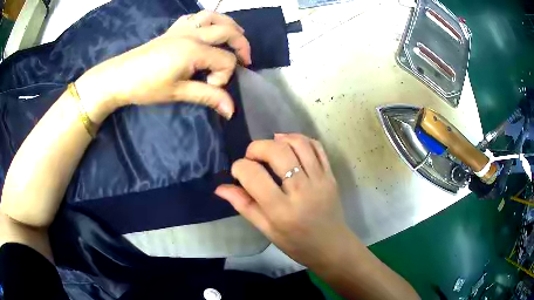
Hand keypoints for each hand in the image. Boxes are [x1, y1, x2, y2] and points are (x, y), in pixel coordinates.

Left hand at [75, 10, 250, 122]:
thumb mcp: (177, 93)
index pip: (225, 59)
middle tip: (244, 60)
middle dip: (241, 45)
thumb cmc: (146, 86)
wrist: (119, 76)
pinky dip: (208, 20)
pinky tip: (207, 29)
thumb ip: (207, 97)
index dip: (225, 76)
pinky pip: (196, 17)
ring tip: (234, 37)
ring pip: (214, 16)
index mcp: (194, 50)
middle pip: (228, 31)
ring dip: (229, 25)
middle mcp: (193, 34)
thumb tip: (231, 110)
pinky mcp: (173, 29)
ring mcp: (182, 28)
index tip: (210, 88)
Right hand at [215, 133, 352, 268]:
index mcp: (281, 210)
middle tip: (252, 157)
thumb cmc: (296, 243)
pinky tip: (290, 144)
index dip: (239, 167)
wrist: (331, 246)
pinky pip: (317, 147)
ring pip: (299, 144)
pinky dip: (301, 139)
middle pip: (277, 152)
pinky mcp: (331, 175)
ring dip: (279, 139)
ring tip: (270, 146)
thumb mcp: (266, 230)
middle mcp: (301, 191)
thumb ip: (244, 206)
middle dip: (257, 147)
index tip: (238, 172)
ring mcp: (320, 180)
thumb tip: (220, 188)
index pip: (254, 176)